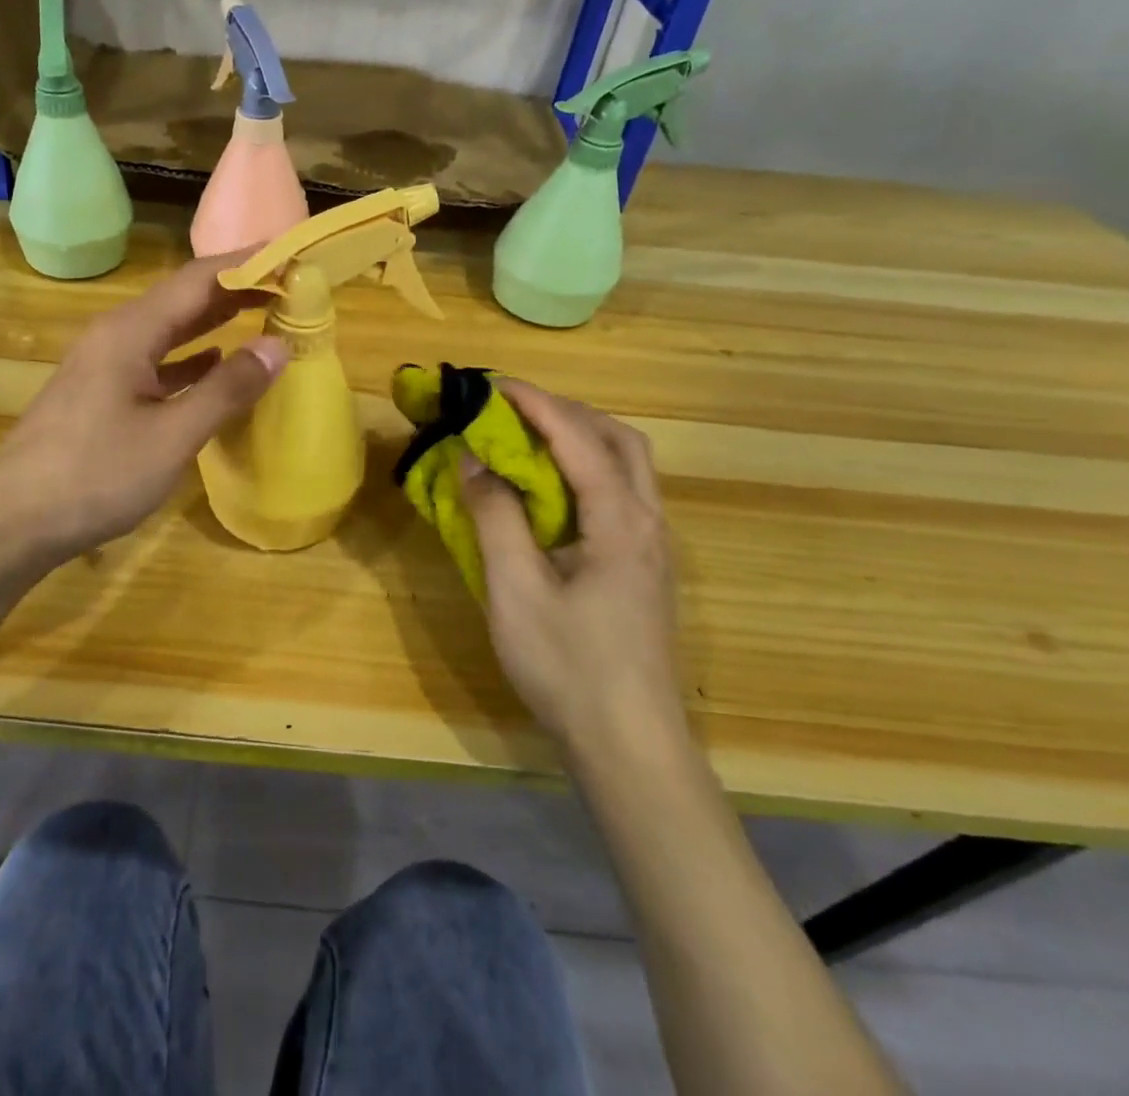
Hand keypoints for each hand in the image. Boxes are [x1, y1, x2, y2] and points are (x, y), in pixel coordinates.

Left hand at [0, 253, 289, 560]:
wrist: (13, 521)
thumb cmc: (95, 475)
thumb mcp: (172, 436)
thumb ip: (226, 389)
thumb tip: (276, 346)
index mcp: (131, 332)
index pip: (198, 279)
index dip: (247, 263)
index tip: (292, 256)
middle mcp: (116, 336)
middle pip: (183, 298)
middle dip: (235, 289)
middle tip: (289, 286)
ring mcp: (104, 365)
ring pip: (168, 330)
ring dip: (214, 321)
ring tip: (261, 314)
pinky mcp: (101, 393)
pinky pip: (155, 361)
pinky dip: (190, 358)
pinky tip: (213, 365)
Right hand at [458, 380, 682, 766]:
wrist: (630, 746)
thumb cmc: (569, 667)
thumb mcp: (516, 591)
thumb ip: (495, 518)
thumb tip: (475, 461)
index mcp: (621, 523)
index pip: (579, 439)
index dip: (536, 403)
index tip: (493, 383)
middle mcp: (648, 523)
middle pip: (619, 441)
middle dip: (566, 412)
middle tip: (513, 410)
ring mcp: (653, 548)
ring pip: (627, 467)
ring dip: (580, 439)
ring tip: (528, 441)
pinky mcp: (645, 570)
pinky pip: (621, 495)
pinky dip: (586, 471)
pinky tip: (552, 493)